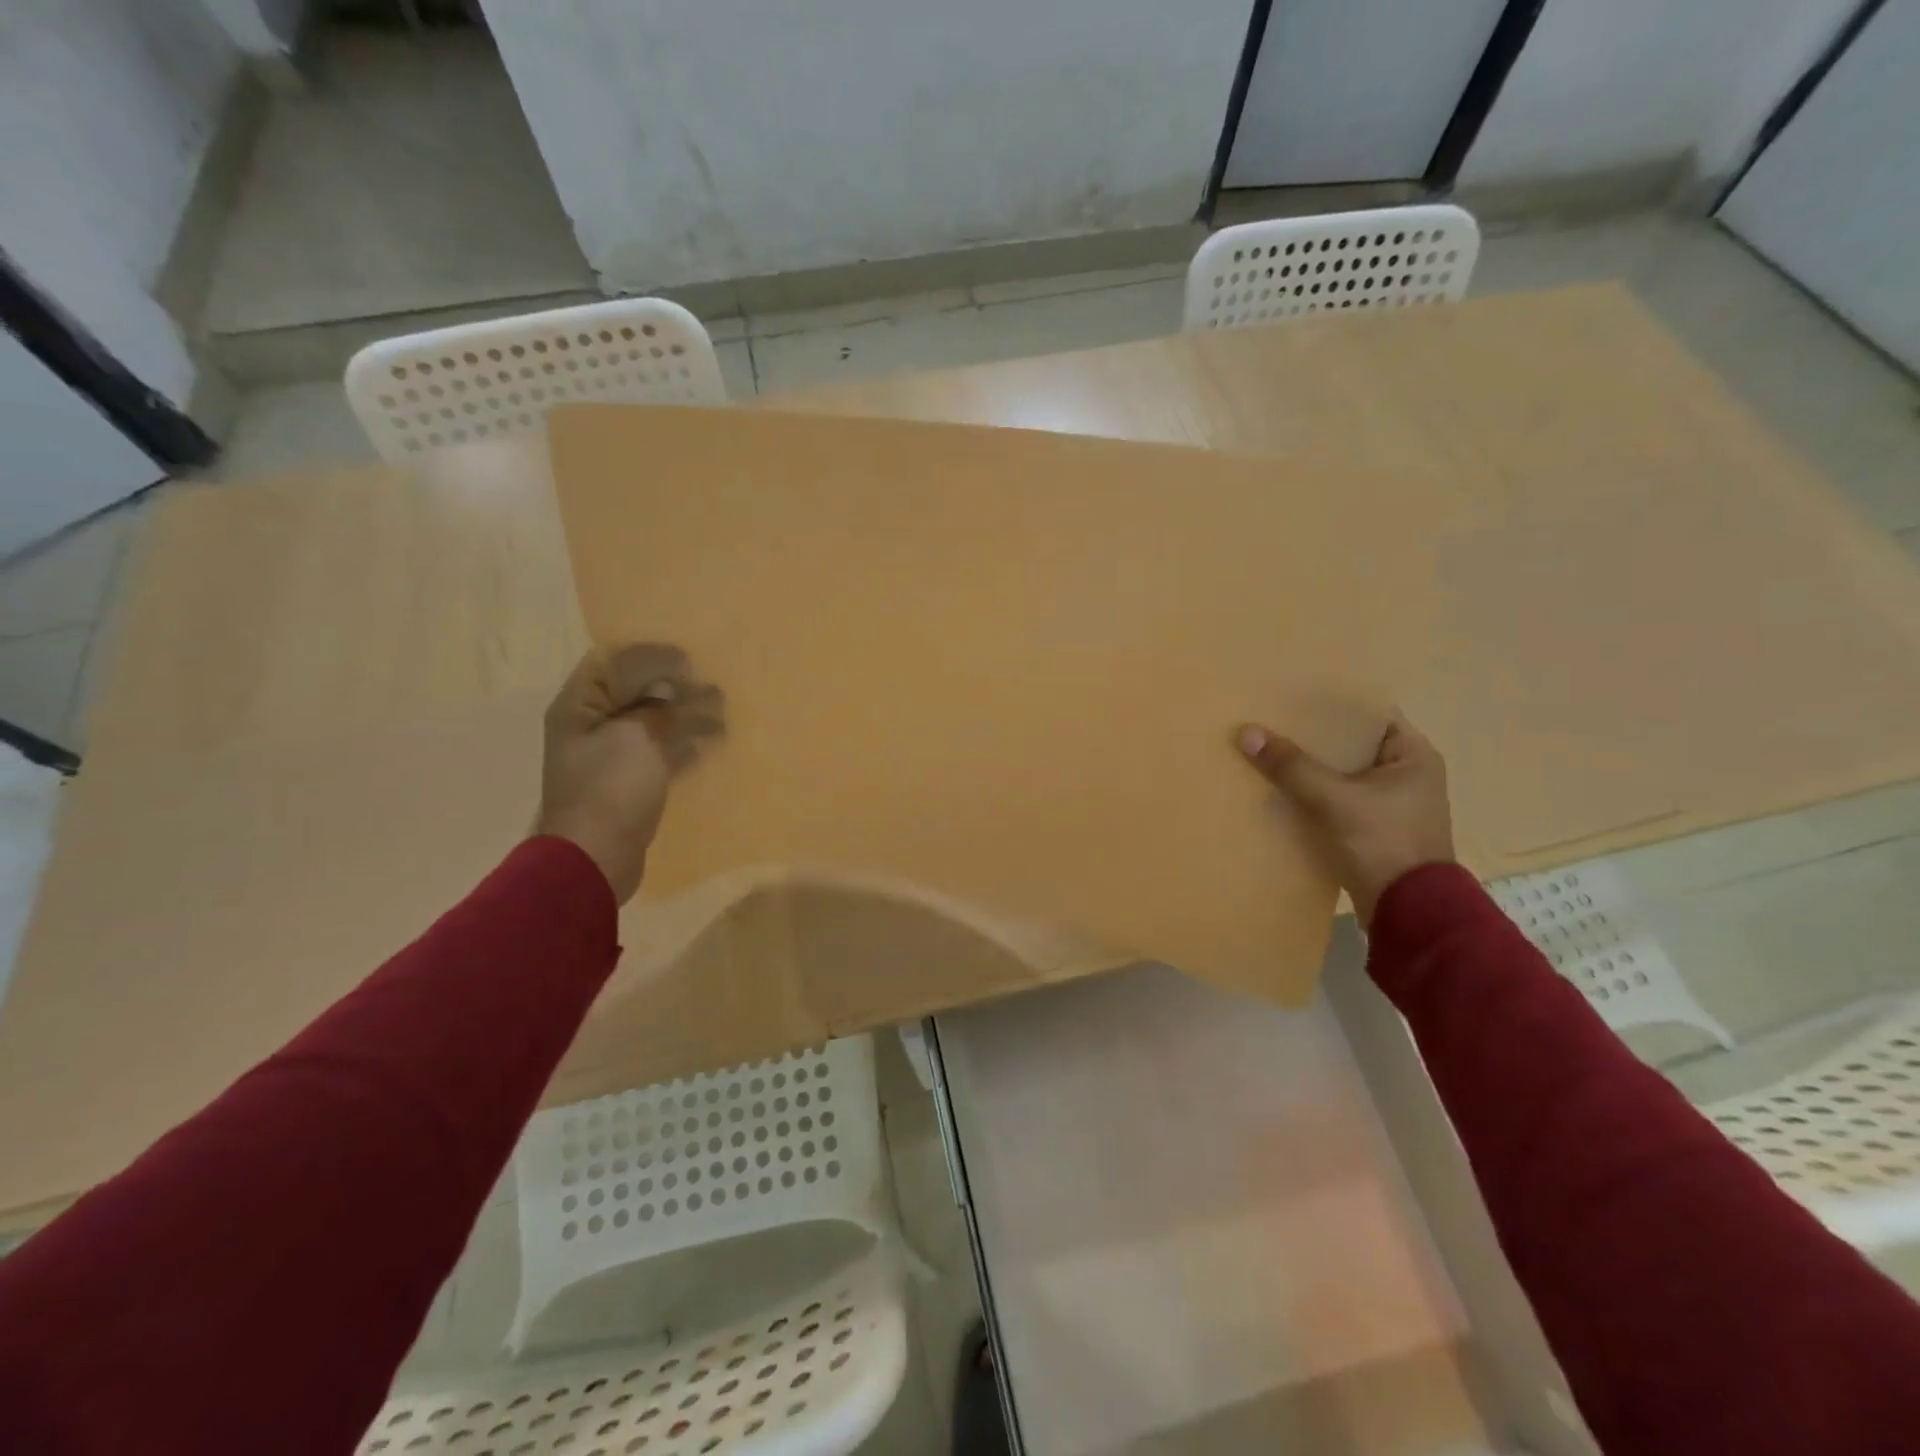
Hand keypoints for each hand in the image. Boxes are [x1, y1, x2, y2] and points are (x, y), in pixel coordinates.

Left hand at [536, 644, 723, 902]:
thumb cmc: (609, 789)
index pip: (612, 663)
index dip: (650, 657)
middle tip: (714, 689)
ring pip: (652, 723)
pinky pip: (660, 753)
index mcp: (579, 707)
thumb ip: (656, 708)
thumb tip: (671, 691)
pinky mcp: (629, 783)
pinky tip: (711, 745)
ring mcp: (610, 757)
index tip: (689, 661)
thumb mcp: (635, 737)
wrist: (595, 858)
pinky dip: (684, 746)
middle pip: (635, 693)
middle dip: (675, 687)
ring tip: (722, 715)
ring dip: (686, 716)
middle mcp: (591, 726)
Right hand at [1236, 712, 1454, 925]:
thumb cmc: (1384, 843)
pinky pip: (1338, 801)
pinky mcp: (1374, 830)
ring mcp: (1391, 805)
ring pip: (1342, 775)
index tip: (1292, 699)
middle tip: (1272, 723)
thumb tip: (1247, 733)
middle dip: (1312, 739)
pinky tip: (1281, 792)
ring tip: (1269, 754)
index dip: (1331, 707)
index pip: (1369, 716)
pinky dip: (1313, 796)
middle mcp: (1407, 775)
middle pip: (1351, 746)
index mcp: (1413, 756)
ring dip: (1310, 769)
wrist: (1409, 913)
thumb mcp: (1334, 800)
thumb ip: (1292, 766)